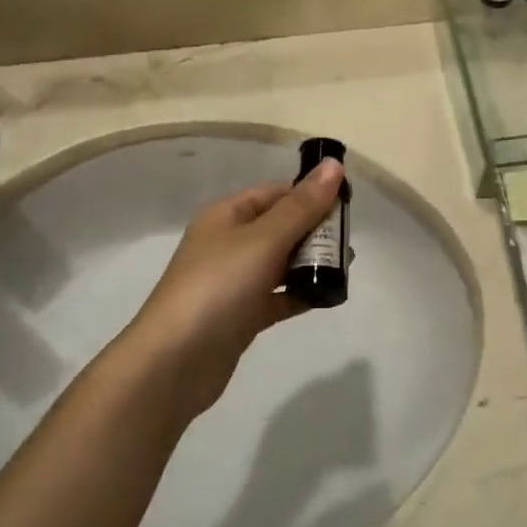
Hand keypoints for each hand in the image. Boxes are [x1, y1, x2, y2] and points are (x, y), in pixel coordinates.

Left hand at [121, 161, 344, 421]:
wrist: (175, 362)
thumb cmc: (218, 287)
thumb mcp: (264, 239)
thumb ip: (302, 206)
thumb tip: (334, 164)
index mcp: (226, 216)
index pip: (276, 194)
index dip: (310, 194)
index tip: (347, 205)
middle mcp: (228, 244)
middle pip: (280, 227)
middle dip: (315, 231)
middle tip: (351, 241)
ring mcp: (234, 282)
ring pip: (281, 262)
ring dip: (311, 262)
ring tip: (347, 267)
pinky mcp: (241, 315)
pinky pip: (277, 296)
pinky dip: (300, 293)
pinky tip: (328, 296)